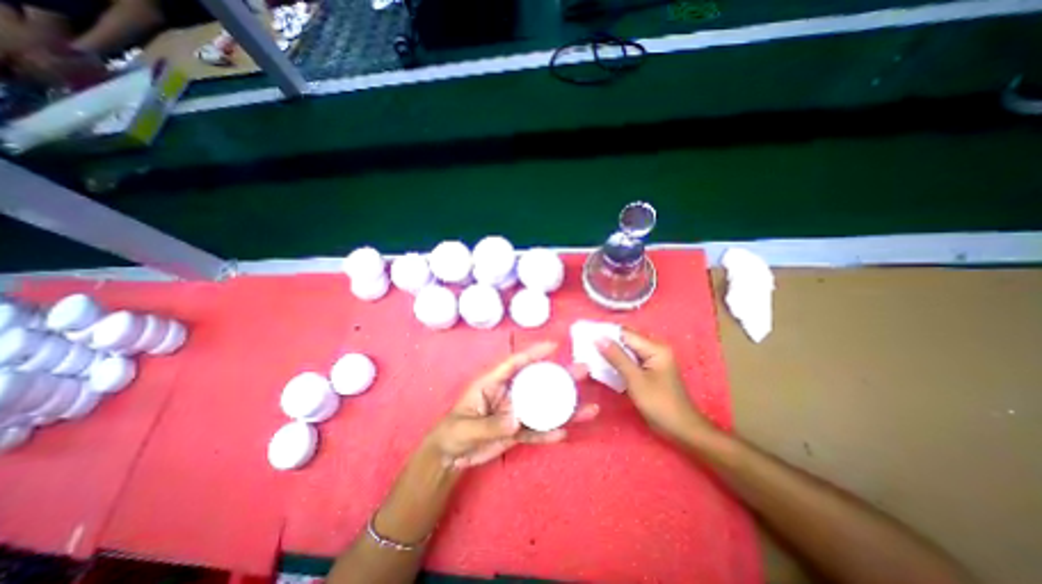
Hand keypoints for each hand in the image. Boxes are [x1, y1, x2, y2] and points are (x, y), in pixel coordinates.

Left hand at [428, 342, 597, 470]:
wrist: (450, 456)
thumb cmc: (452, 433)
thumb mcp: (466, 428)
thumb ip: (490, 425)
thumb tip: (517, 420)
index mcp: (492, 383)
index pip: (514, 363)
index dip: (534, 353)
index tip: (554, 346)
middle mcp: (508, 393)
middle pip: (537, 382)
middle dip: (560, 376)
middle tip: (584, 370)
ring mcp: (514, 412)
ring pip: (542, 406)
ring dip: (564, 406)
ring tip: (589, 407)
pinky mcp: (517, 431)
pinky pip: (536, 431)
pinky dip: (549, 432)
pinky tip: (565, 433)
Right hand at [593, 328, 717, 441]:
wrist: (681, 429)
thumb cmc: (659, 404)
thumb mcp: (635, 380)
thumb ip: (616, 357)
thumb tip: (598, 338)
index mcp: (655, 348)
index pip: (625, 333)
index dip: (606, 333)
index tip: (586, 335)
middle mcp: (655, 349)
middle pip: (626, 340)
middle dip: (607, 342)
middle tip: (586, 345)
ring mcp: (653, 359)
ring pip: (627, 350)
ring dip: (611, 352)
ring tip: (590, 353)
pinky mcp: (649, 370)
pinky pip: (630, 360)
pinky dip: (618, 362)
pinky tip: (604, 365)